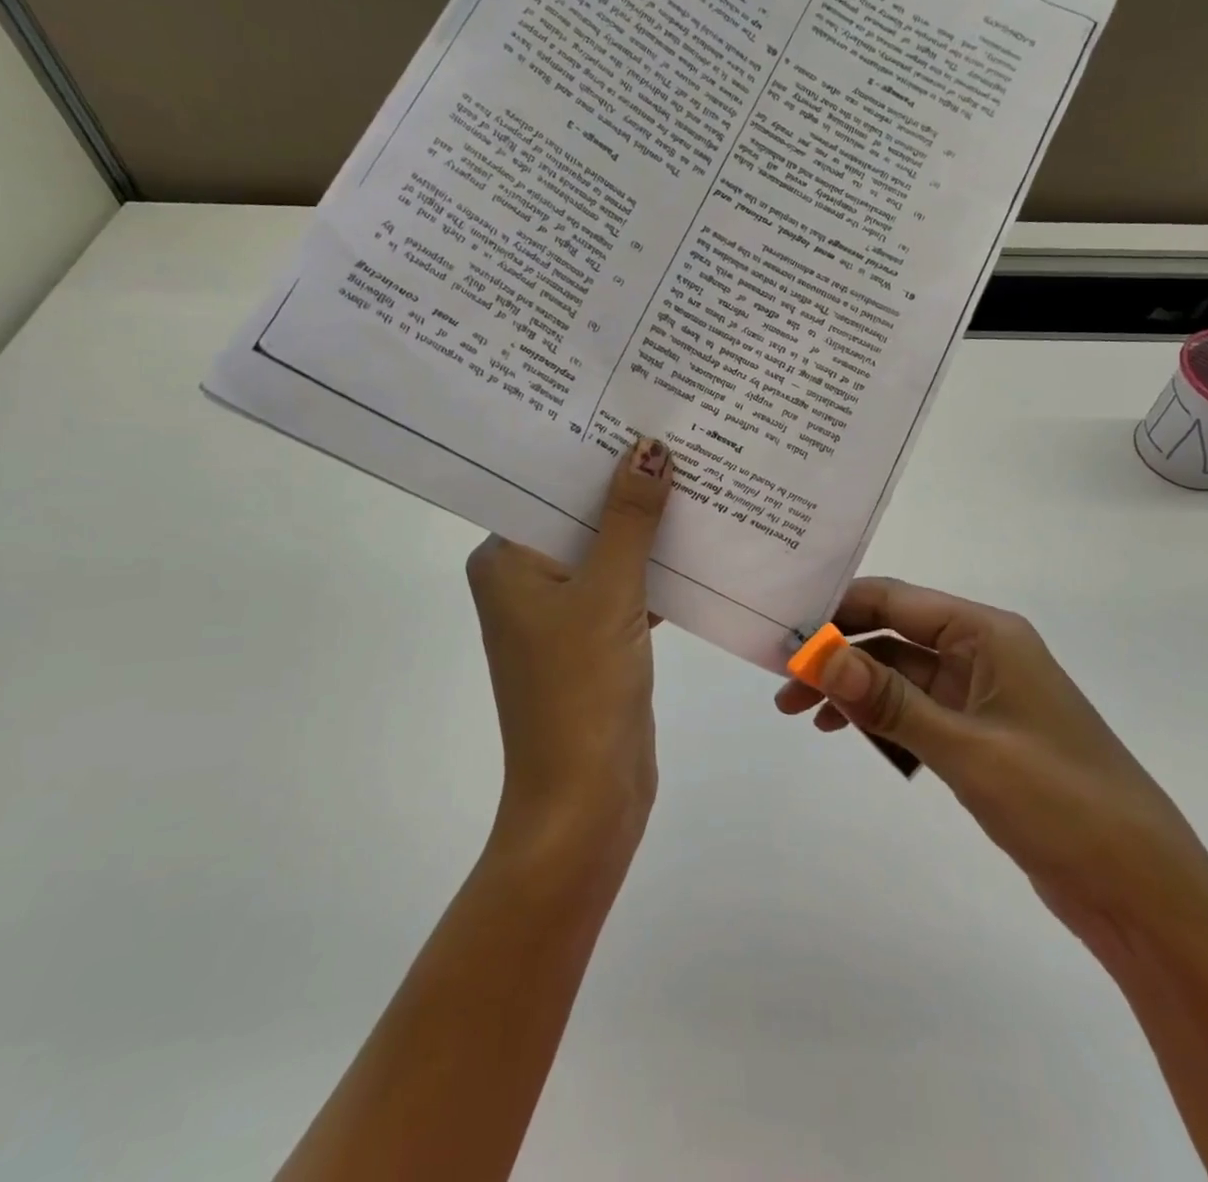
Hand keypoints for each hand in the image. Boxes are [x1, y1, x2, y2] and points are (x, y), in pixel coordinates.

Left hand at [466, 438, 672, 860]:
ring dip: (648, 526)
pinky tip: (702, 537)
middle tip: (677, 432)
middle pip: (581, 515)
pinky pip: (627, 585)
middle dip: (627, 484)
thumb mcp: (609, 592)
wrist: (585, 799)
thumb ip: (629, 518)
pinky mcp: (595, 636)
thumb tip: (649, 447)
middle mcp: (526, 578)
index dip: (591, 450)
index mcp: (506, 560)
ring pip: (609, 550)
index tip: (634, 408)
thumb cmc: (582, 687)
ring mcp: (561, 610)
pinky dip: (658, 567)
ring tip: (696, 472)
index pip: (548, 486)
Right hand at [776, 578, 1207, 966]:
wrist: (1142, 893)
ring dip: (852, 689)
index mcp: (987, 635)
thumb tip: (818, 656)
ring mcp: (981, 696)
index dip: (837, 610)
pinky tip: (846, 734)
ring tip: (800, 715)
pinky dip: (879, 718)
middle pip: (892, 636)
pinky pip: (915, 711)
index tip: (784, 630)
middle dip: (837, 656)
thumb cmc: (1061, 803)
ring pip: (899, 676)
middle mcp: (983, 653)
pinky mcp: (980, 735)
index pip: (895, 601)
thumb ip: (888, 700)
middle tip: (782, 684)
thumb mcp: (966, 748)